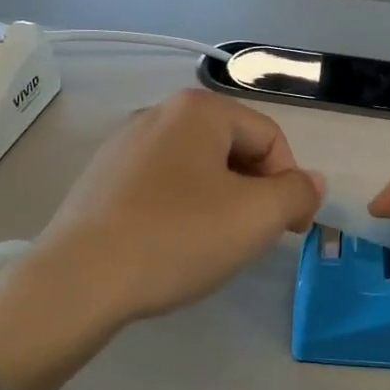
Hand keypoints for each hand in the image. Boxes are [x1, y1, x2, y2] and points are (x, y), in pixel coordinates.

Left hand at [26, 89, 323, 325]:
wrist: (79, 279)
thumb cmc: (177, 237)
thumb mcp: (256, 217)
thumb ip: (296, 193)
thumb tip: (310, 182)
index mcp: (199, 110)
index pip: (269, 137)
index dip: (289, 183)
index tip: (290, 230)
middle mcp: (159, 113)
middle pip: (232, 147)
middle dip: (253, 191)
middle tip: (253, 237)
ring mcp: (124, 144)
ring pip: (196, 167)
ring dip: (219, 201)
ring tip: (212, 244)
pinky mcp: (102, 178)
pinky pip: (161, 184)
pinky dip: (181, 208)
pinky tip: (172, 244)